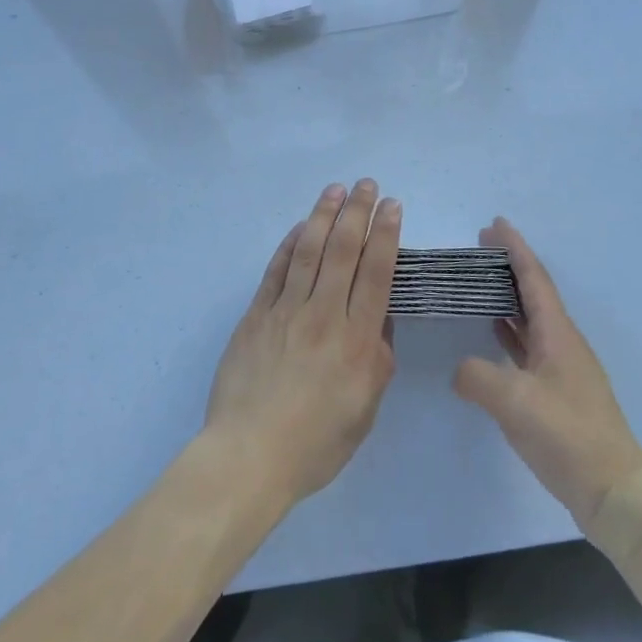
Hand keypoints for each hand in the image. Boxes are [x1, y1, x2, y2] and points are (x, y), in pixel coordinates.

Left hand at [202, 181, 399, 510]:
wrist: (249, 456)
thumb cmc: (316, 443)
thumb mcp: (365, 409)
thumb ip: (377, 359)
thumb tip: (380, 320)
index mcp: (357, 340)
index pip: (376, 273)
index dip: (386, 234)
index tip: (392, 206)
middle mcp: (324, 315)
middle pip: (343, 251)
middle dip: (357, 212)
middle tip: (367, 184)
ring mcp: (286, 311)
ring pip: (308, 250)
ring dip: (323, 215)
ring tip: (335, 190)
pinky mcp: (256, 315)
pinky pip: (276, 270)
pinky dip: (290, 244)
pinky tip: (300, 227)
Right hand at [452, 218, 641, 528]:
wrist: (613, 492)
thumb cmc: (566, 435)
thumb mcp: (513, 402)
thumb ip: (477, 377)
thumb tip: (461, 370)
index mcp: (557, 333)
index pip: (533, 278)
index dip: (514, 248)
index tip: (495, 223)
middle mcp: (563, 342)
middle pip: (534, 292)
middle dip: (509, 266)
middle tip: (481, 247)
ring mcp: (564, 368)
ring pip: (533, 319)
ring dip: (509, 297)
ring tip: (481, 283)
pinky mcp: (560, 393)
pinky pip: (531, 345)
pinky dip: (512, 331)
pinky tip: (495, 334)